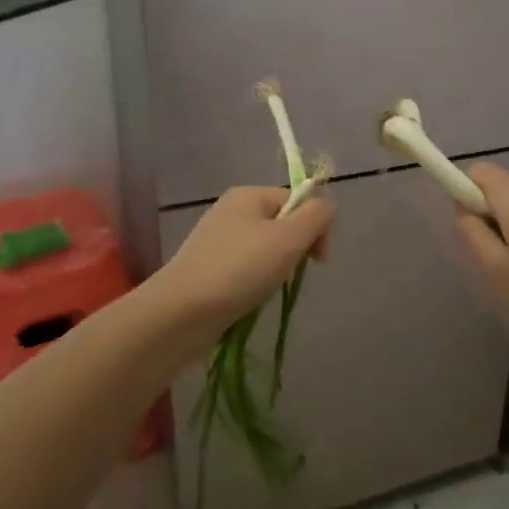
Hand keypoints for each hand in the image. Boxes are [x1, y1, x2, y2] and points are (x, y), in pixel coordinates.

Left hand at [147, 186, 333, 338]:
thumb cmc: (240, 269)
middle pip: (281, 225)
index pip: (296, 200)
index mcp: (248, 195)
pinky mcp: (206, 269)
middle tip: (287, 275)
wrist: (181, 313)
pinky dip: (253, 285)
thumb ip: (316, 216)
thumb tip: (327, 207)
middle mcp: (230, 211)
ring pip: (264, 251)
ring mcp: (215, 241)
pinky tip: (248, 300)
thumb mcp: (289, 238)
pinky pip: (244, 271)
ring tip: (264, 291)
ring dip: (274, 271)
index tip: (318, 259)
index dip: (314, 227)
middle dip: (293, 251)